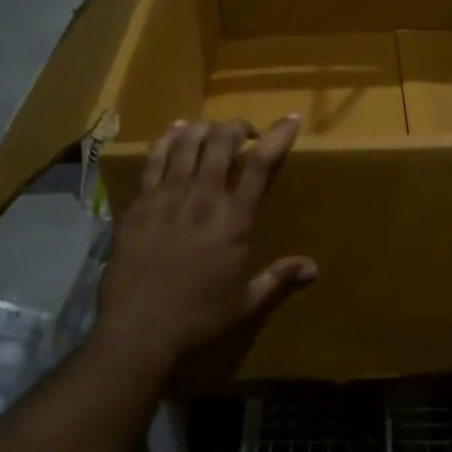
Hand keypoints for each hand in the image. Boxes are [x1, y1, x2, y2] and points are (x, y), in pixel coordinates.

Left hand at [97, 117, 316, 374]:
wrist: (137, 331)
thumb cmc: (198, 319)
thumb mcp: (245, 303)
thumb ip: (278, 278)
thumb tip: (314, 268)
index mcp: (234, 222)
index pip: (260, 165)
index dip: (277, 136)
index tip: (290, 120)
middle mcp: (202, 200)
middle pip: (221, 142)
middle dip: (237, 127)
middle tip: (244, 133)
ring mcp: (167, 198)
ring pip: (187, 144)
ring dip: (204, 128)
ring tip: (212, 130)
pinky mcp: (139, 205)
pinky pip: (153, 160)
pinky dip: (167, 139)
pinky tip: (175, 131)